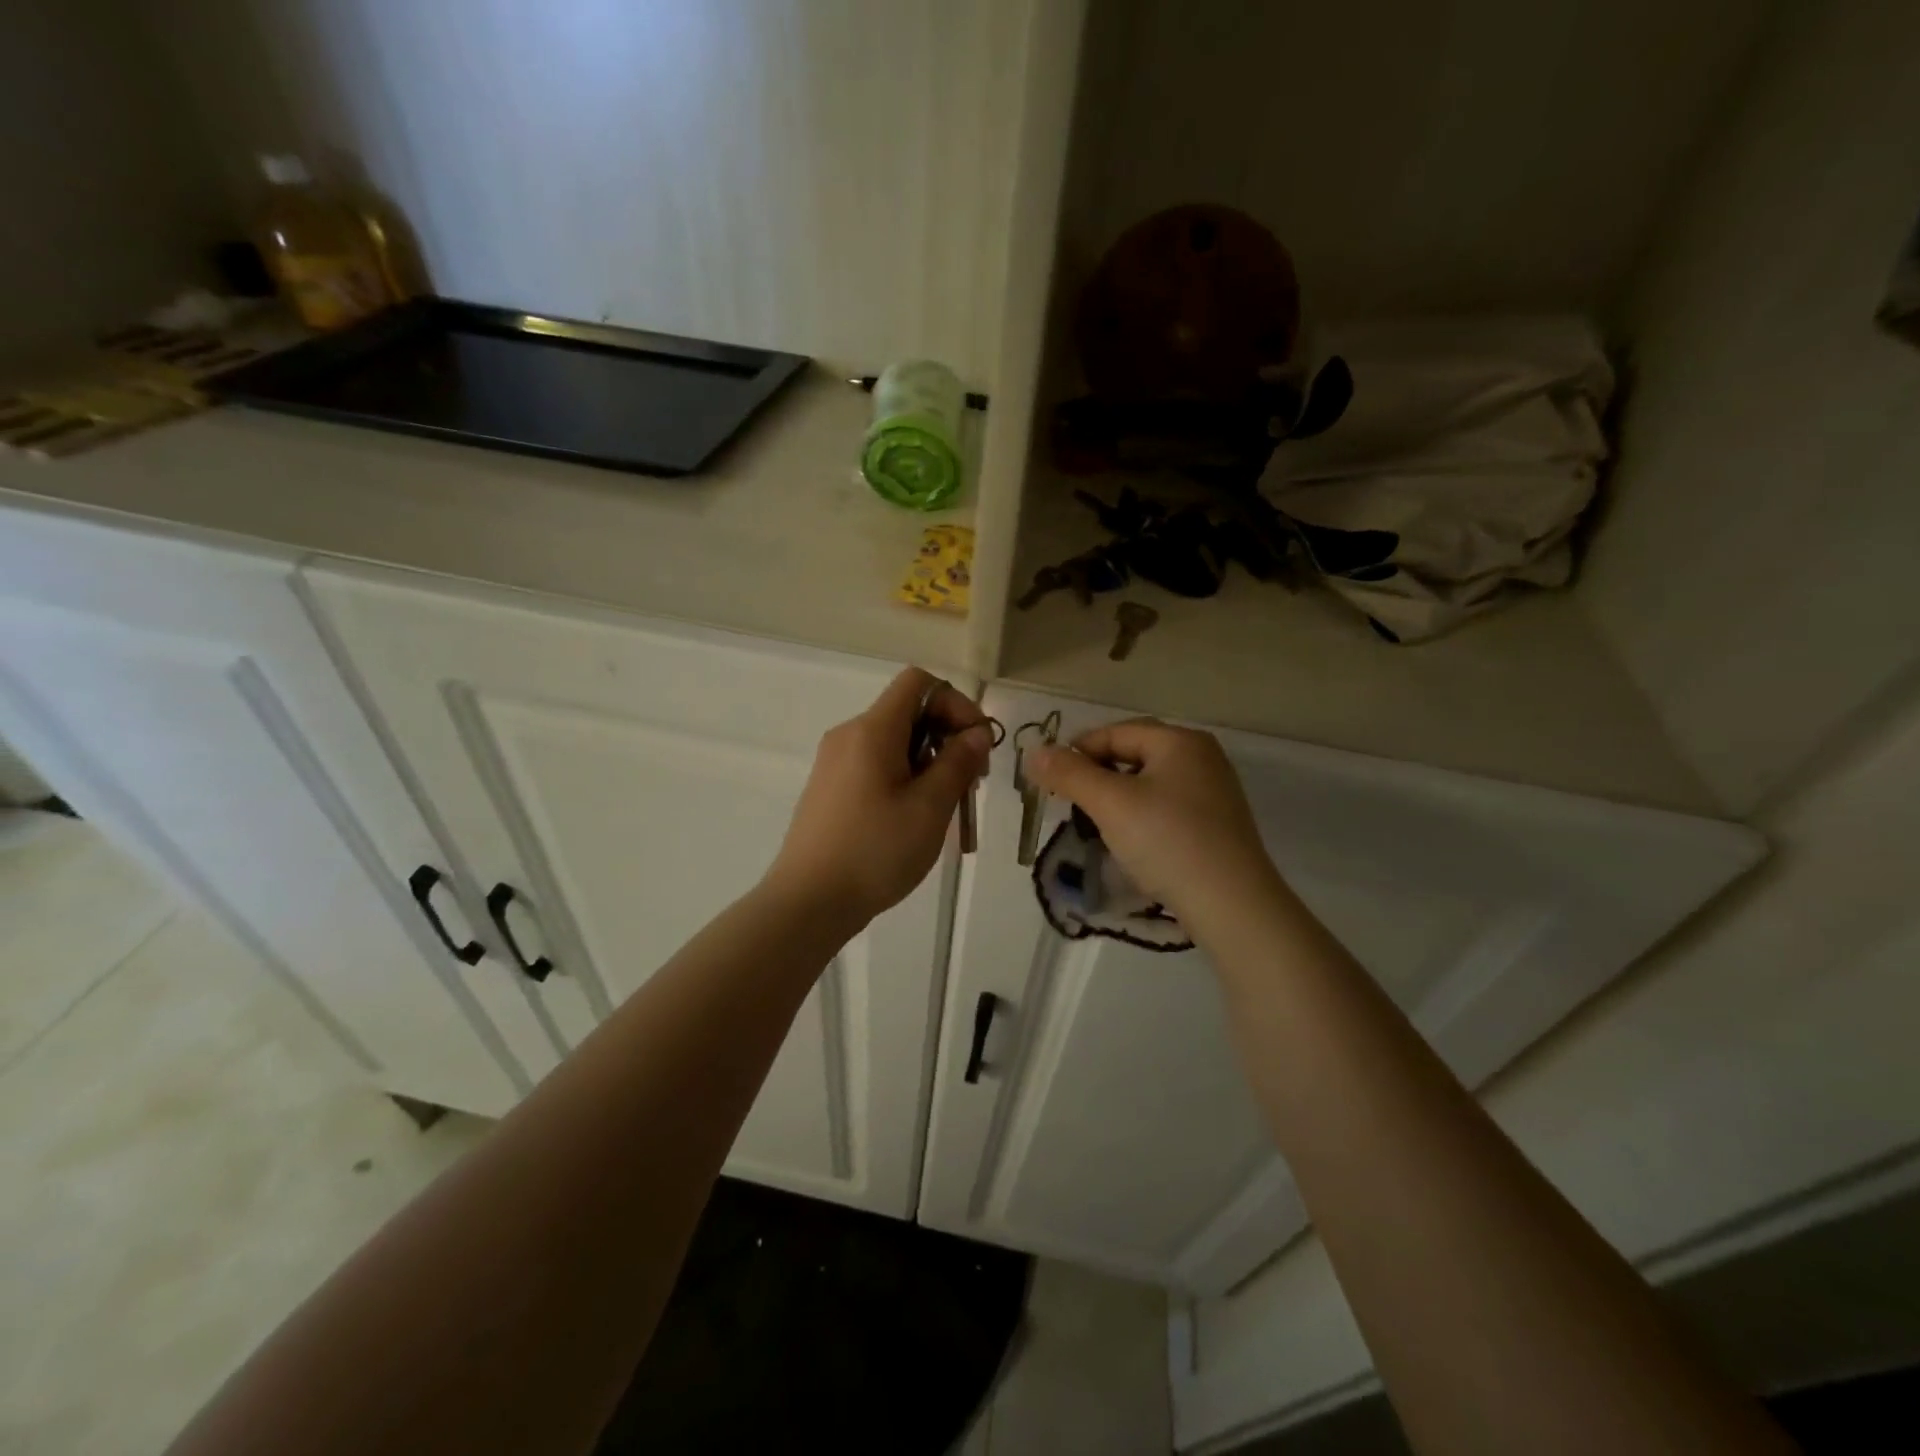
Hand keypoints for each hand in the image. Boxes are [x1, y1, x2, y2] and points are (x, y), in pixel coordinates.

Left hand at [766, 668, 990, 925]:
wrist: (808, 901)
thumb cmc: (875, 851)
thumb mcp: (929, 807)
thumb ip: (958, 762)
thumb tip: (977, 732)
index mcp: (872, 730)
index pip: (918, 682)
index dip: (956, 703)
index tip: (977, 744)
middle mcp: (849, 735)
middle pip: (907, 712)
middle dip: (947, 736)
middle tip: (970, 782)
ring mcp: (834, 762)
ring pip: (894, 742)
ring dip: (929, 761)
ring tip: (946, 806)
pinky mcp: (830, 788)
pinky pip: (875, 765)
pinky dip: (904, 777)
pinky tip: (914, 817)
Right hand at [1022, 718, 1275, 920]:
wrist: (1232, 905)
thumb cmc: (1168, 842)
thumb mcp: (1110, 804)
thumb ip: (1069, 774)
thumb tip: (1034, 752)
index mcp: (1180, 741)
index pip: (1115, 732)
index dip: (1077, 752)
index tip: (1050, 782)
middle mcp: (1202, 758)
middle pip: (1133, 755)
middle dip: (1096, 776)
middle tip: (1070, 804)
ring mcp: (1214, 792)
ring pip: (1149, 783)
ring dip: (1116, 798)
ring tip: (1095, 825)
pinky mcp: (1217, 825)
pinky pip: (1166, 807)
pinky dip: (1141, 817)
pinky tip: (1130, 842)